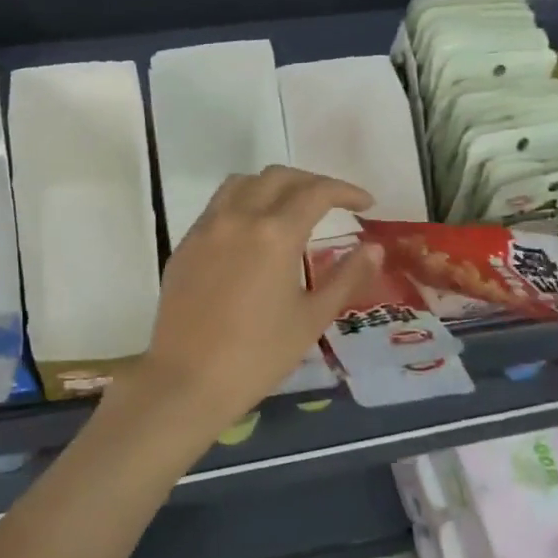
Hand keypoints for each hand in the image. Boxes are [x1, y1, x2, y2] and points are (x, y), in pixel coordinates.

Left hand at [116, 166, 383, 430]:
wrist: (188, 380)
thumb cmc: (258, 355)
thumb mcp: (312, 318)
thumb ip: (346, 277)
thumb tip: (373, 248)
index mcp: (274, 234)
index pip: (316, 192)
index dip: (346, 191)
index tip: (365, 203)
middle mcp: (237, 218)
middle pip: (278, 177)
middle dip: (311, 182)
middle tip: (332, 203)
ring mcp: (205, 229)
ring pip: (241, 184)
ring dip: (272, 186)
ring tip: (290, 209)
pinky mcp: (184, 246)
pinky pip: (216, 207)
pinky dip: (242, 204)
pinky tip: (251, 234)